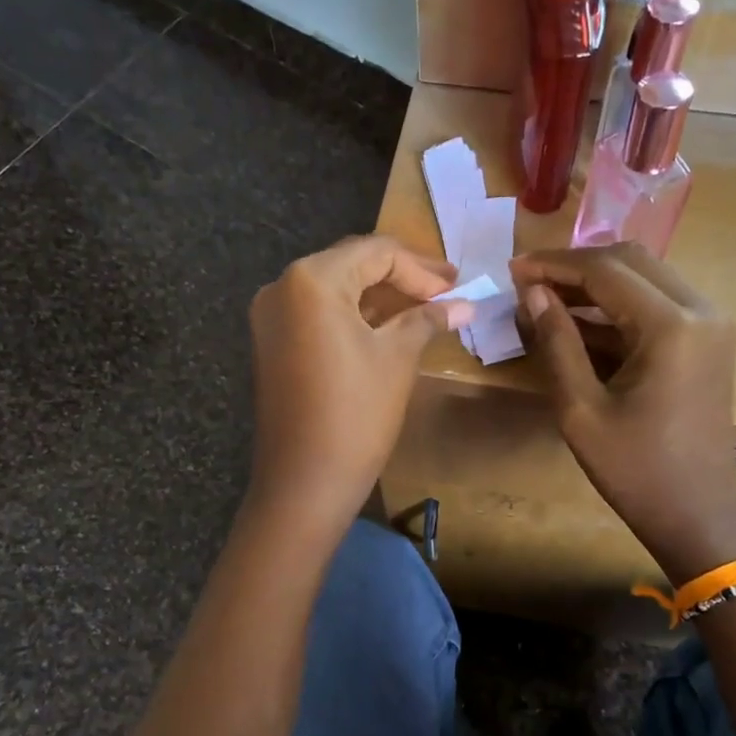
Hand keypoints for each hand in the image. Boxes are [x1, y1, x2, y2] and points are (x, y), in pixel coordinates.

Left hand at [246, 236, 469, 536]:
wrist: (304, 482)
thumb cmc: (356, 414)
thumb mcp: (397, 358)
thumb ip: (427, 319)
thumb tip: (465, 305)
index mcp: (312, 279)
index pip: (376, 253)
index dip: (421, 269)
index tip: (457, 289)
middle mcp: (282, 287)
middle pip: (352, 264)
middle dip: (401, 277)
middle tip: (446, 291)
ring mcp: (271, 317)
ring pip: (335, 289)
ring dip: (379, 296)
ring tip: (424, 309)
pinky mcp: (271, 344)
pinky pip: (317, 314)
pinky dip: (353, 316)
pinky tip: (387, 327)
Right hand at [511, 244, 735, 582]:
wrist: (695, 513)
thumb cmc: (633, 469)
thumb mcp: (580, 409)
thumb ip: (556, 342)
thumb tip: (532, 292)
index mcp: (671, 326)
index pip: (606, 270)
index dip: (555, 264)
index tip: (512, 270)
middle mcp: (700, 311)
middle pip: (630, 261)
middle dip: (575, 266)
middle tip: (528, 283)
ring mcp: (709, 324)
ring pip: (645, 277)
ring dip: (595, 283)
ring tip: (545, 299)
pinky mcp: (707, 341)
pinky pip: (657, 304)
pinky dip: (617, 306)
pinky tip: (578, 321)